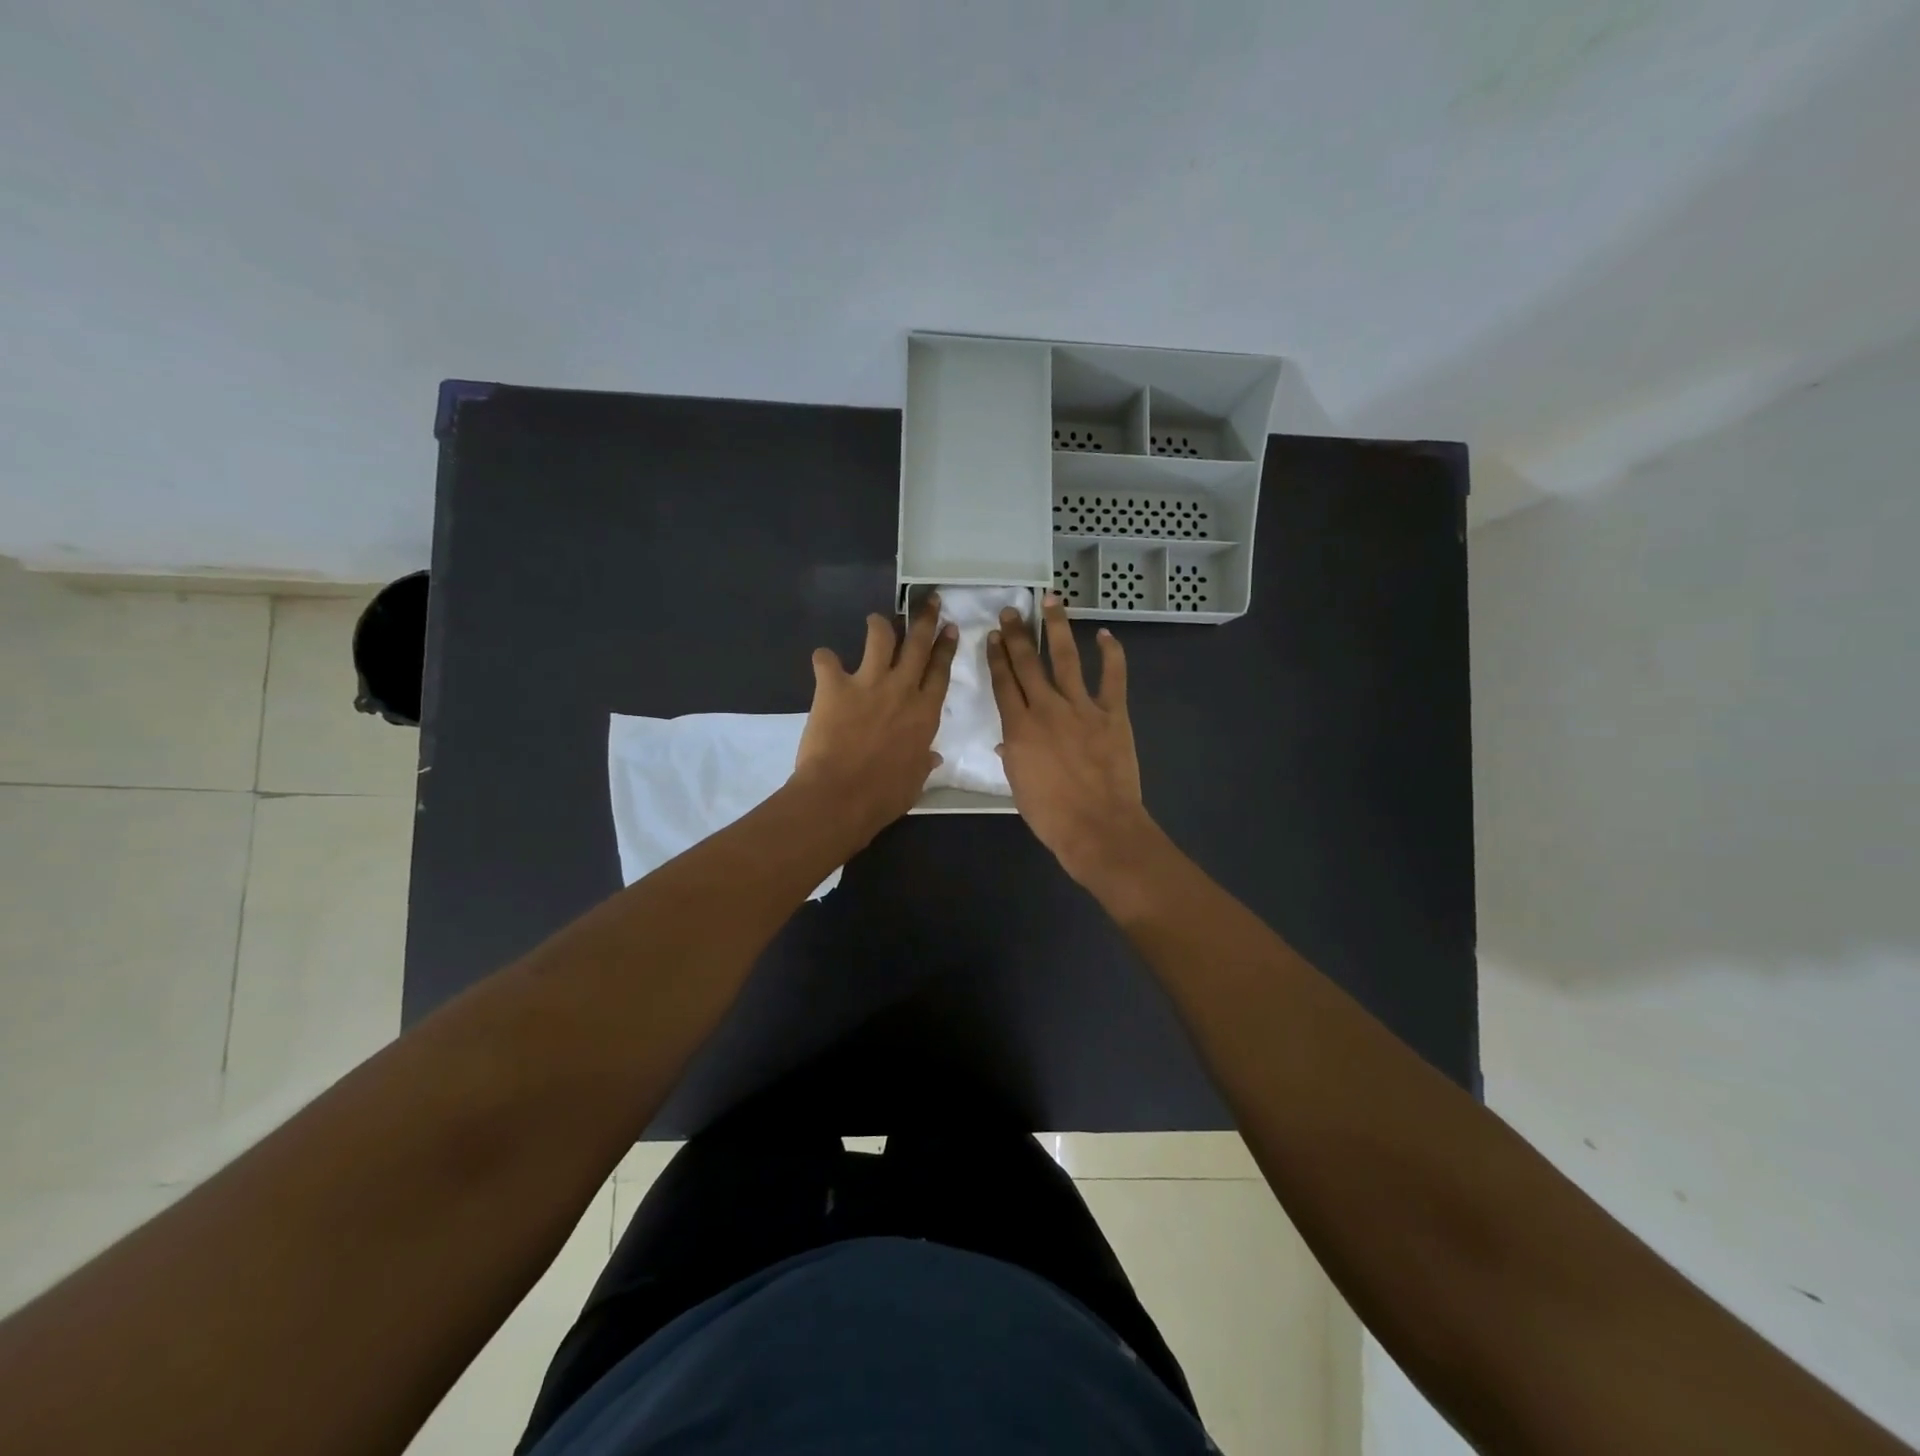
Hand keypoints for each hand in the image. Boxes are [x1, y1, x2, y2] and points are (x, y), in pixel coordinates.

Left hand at [793, 593, 957, 844]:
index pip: (940, 670)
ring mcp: (868, 683)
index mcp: (925, 713)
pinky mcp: (834, 686)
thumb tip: (932, 756)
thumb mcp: (915, 780)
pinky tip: (823, 662)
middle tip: (927, 600)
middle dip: (924, 618)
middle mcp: (902, 689)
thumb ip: (924, 762)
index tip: (948, 628)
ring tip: (876, 620)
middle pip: (918, 644)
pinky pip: (826, 660)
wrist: (841, 796)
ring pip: (879, 637)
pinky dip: (824, 659)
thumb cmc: (884, 795)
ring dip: (879, 624)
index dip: (945, 647)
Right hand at [987, 593, 1155, 887]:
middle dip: (1017, 634)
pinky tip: (1104, 634)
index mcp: (1018, 728)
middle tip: (1012, 610)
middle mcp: (1046, 708)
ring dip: (1057, 627)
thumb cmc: (1051, 815)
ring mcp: (1081, 708)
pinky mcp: (1112, 714)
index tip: (994, 636)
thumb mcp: (1018, 785)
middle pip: (1027, 663)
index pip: (1003, 682)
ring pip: (1065, 658)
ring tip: (1051, 601)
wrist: (1097, 827)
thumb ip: (1013, 756)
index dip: (997, 656)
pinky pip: (1113, 677)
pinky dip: (1111, 653)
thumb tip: (1008, 742)